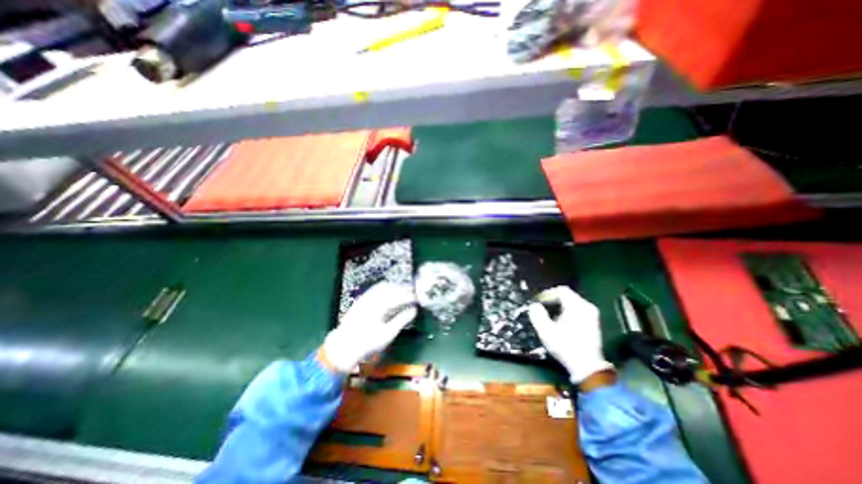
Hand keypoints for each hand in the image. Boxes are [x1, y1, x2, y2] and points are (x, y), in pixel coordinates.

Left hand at [321, 283, 418, 374]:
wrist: (343, 347)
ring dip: (394, 288)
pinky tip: (388, 294)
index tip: (418, 299)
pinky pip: (375, 289)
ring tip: (402, 293)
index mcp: (380, 305)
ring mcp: (365, 297)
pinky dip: (385, 289)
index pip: (399, 296)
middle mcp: (373, 298)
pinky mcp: (360, 300)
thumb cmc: (367, 343)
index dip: (410, 296)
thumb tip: (413, 310)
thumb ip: (402, 320)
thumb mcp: (388, 334)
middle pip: (392, 288)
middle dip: (403, 290)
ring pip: (383, 286)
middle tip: (412, 295)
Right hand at [525, 287, 611, 384]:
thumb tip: (534, 305)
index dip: (547, 294)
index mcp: (577, 307)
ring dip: (559, 306)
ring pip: (572, 302)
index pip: (561, 290)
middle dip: (552, 300)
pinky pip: (577, 309)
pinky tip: (560, 322)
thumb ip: (537, 315)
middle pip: (567, 295)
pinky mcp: (593, 322)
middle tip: (542, 308)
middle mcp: (587, 307)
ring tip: (549, 316)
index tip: (538, 302)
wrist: (587, 368)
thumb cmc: (565, 347)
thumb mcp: (546, 331)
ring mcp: (592, 315)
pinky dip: (567, 311)